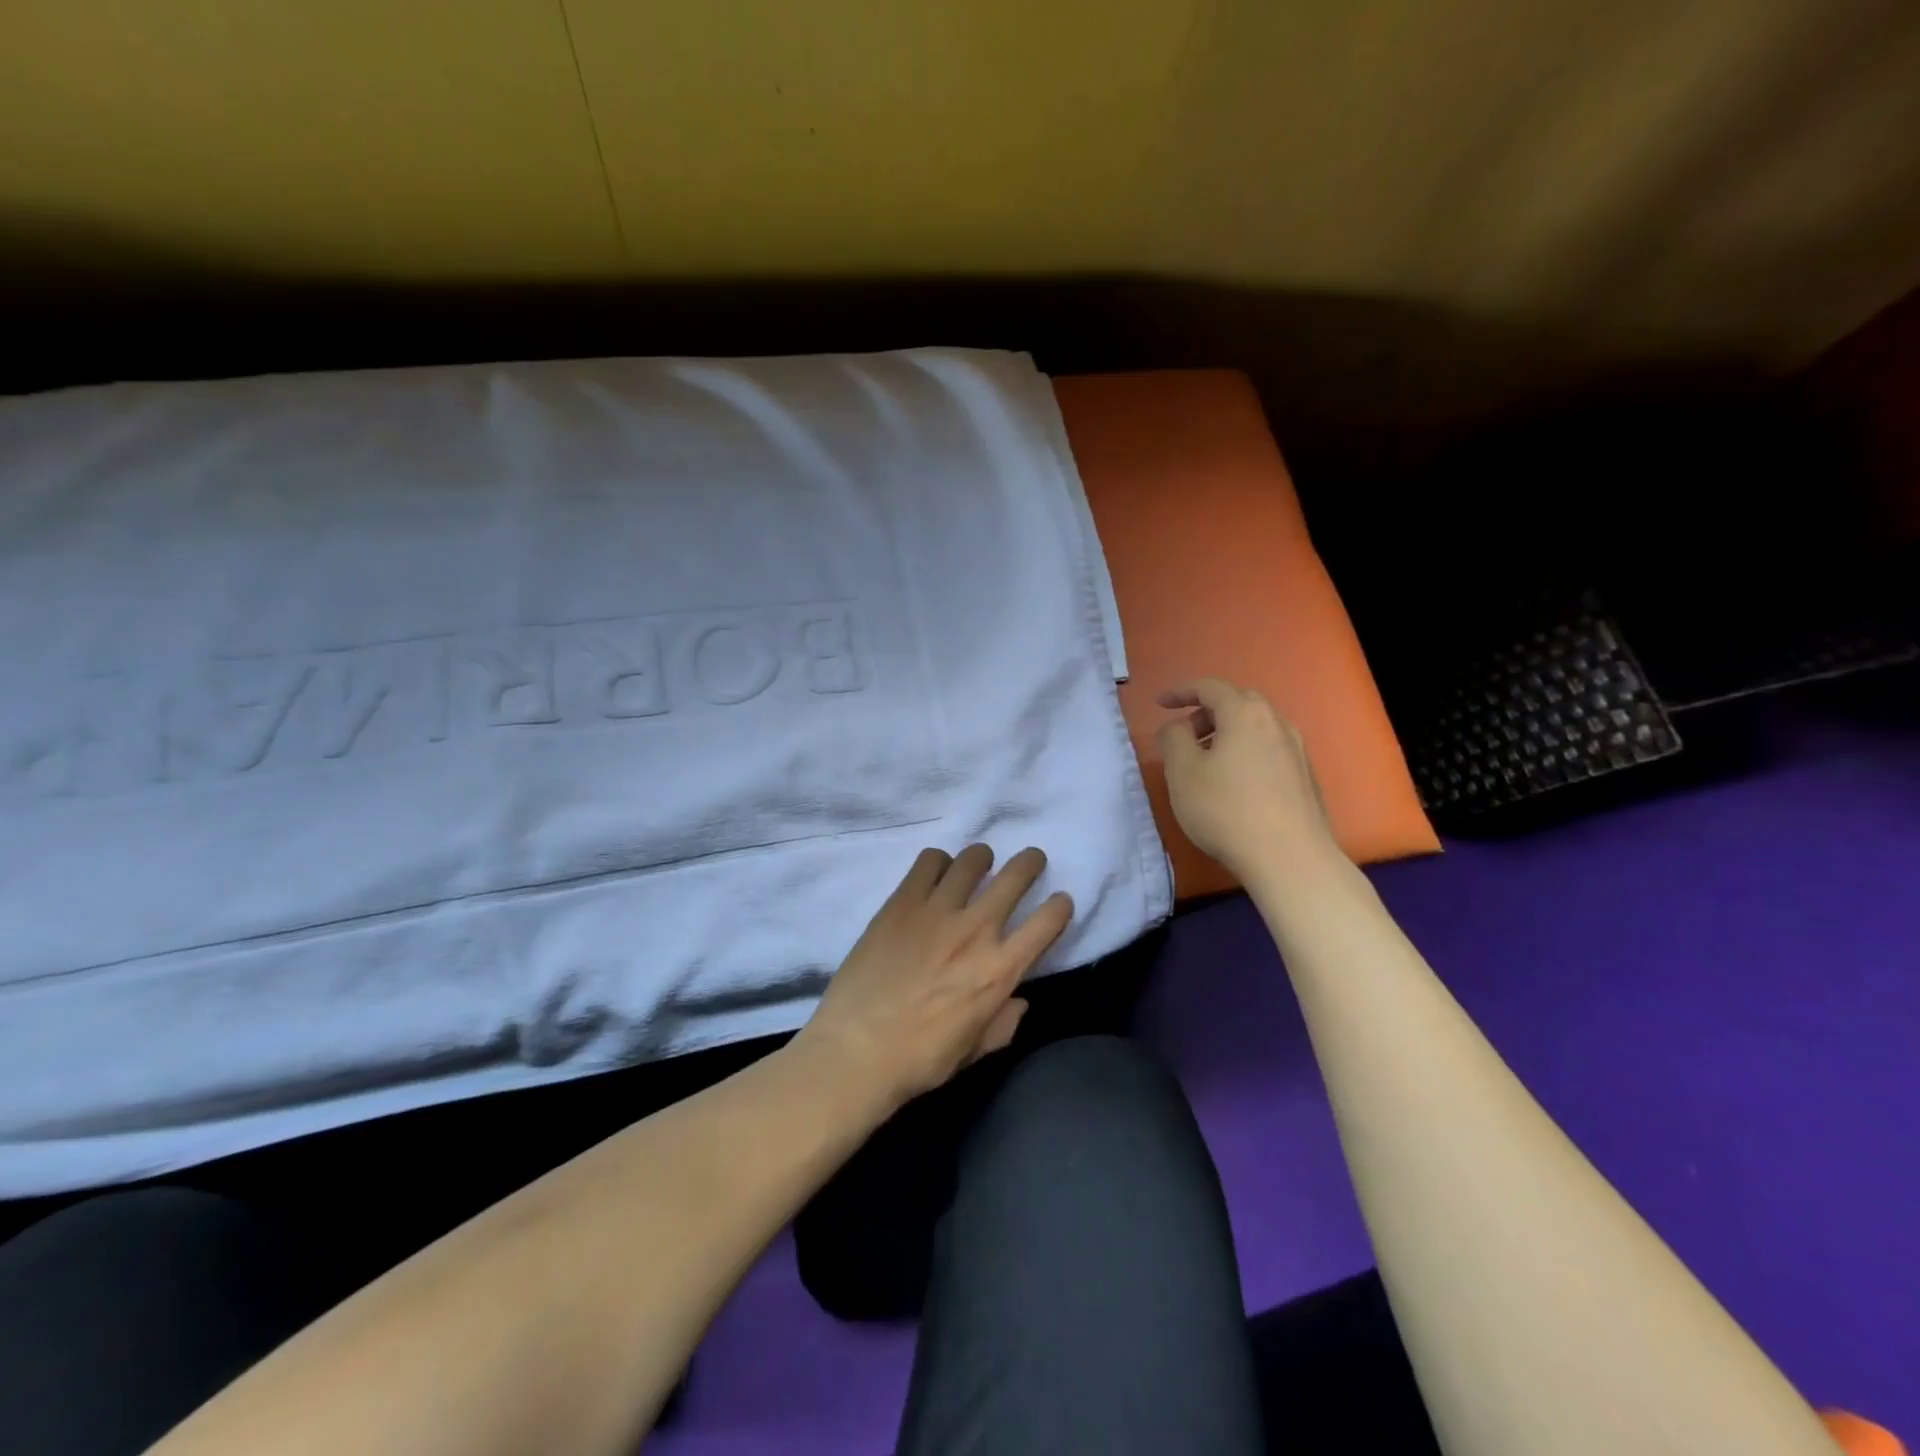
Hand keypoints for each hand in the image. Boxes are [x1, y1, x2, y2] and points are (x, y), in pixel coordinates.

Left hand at [800, 845, 1073, 1110]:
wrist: (857, 1049)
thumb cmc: (920, 1059)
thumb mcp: (974, 1050)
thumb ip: (1003, 1023)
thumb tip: (1017, 1001)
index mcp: (1000, 969)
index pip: (1048, 921)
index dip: (1060, 906)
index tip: (1058, 902)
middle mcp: (976, 929)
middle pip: (1016, 875)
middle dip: (1030, 863)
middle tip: (1030, 861)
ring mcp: (937, 910)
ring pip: (973, 860)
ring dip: (982, 858)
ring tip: (979, 864)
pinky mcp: (902, 901)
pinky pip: (929, 861)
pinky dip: (939, 862)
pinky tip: (935, 874)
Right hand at [1156, 677, 1338, 877]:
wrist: (1289, 858)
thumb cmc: (1226, 809)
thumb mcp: (1183, 772)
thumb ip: (1173, 739)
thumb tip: (1177, 727)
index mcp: (1245, 714)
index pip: (1210, 687)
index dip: (1181, 691)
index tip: (1160, 704)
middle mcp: (1276, 723)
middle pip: (1238, 702)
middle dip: (1206, 711)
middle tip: (1184, 733)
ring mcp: (1296, 750)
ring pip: (1256, 727)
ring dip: (1227, 733)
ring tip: (1205, 760)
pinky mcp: (1304, 777)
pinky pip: (1268, 749)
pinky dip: (1245, 751)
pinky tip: (1233, 782)